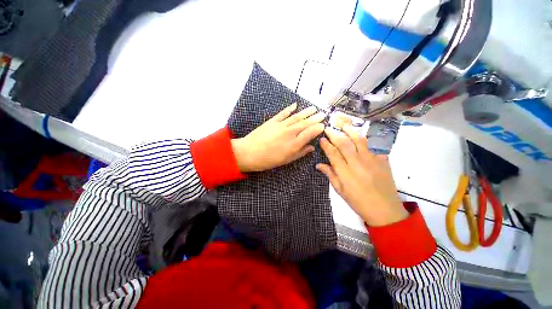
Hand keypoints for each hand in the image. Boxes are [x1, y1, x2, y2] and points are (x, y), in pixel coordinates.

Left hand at [231, 103, 324, 171]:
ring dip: (306, 112)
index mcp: (294, 144)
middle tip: (323, 114)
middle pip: (305, 123)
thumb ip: (300, 153)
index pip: (310, 133)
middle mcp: (290, 132)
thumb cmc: (268, 160)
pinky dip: (289, 109)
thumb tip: (311, 148)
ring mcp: (281, 125)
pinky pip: (283, 113)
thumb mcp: (286, 160)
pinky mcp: (272, 121)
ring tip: (314, 108)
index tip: (323, 125)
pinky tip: (295, 105)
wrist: (248, 153)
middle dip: (315, 118)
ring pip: (296, 117)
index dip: (318, 128)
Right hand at [317, 124, 407, 226]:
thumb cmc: (359, 202)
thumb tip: (319, 165)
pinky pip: (373, 145)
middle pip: (344, 144)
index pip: (333, 154)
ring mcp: (372, 160)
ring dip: (350, 130)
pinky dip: (365, 138)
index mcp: (345, 173)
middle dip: (335, 134)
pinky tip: (360, 133)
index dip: (326, 145)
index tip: (322, 138)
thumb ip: (330, 175)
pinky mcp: (383, 160)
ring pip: (359, 141)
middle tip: (328, 128)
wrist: (385, 210)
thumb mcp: (340, 191)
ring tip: (343, 123)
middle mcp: (357, 164)